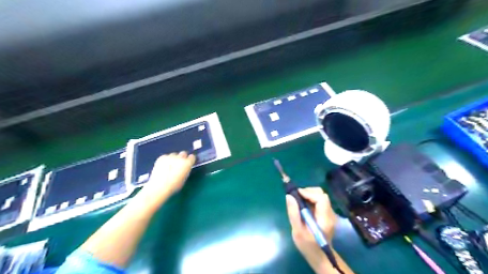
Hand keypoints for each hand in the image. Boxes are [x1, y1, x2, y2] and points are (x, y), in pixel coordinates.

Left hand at [137, 151, 193, 204]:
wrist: (159, 187)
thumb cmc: (174, 185)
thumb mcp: (184, 178)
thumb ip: (186, 170)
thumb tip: (185, 167)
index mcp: (187, 163)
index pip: (192, 157)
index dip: (190, 160)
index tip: (188, 163)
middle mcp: (180, 157)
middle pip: (183, 153)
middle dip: (182, 157)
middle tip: (179, 164)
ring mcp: (170, 156)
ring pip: (174, 154)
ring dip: (173, 158)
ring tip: (169, 166)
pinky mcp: (161, 157)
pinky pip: (165, 156)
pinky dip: (165, 160)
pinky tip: (163, 167)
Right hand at [284, 188, 338, 270]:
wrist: (319, 256)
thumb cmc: (308, 245)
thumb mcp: (297, 232)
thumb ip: (294, 213)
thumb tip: (289, 196)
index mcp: (325, 219)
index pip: (321, 198)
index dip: (308, 193)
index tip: (296, 194)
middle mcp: (330, 213)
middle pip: (322, 194)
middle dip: (308, 192)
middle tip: (296, 197)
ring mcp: (329, 213)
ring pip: (320, 196)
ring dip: (309, 194)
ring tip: (298, 200)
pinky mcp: (326, 213)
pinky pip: (319, 200)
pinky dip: (310, 198)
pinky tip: (303, 205)